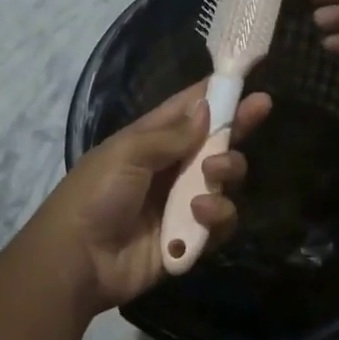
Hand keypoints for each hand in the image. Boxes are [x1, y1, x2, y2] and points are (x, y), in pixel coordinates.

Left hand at [29, 80, 271, 316]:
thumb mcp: (127, 153)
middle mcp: (172, 167)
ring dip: (228, 170)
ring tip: (213, 173)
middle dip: (238, 124)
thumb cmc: (94, 195)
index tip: (246, 78)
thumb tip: (206, 108)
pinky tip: (199, 212)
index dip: (217, 93)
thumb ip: (170, 134)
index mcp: (151, 140)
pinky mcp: (191, 236)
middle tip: (261, 108)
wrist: (77, 261)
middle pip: (217, 141)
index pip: (189, 109)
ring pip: (226, 179)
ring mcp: (184, 202)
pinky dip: (217, 214)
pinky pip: (221, 220)